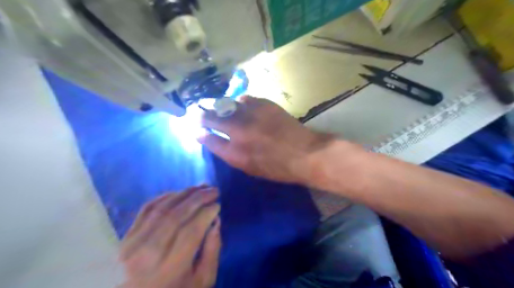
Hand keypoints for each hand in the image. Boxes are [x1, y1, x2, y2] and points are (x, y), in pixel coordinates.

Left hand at [121, 185, 222, 287]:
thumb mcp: (202, 282)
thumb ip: (212, 251)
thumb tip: (215, 221)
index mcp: (168, 271)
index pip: (190, 232)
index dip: (206, 214)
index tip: (218, 205)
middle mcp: (146, 255)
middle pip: (175, 217)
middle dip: (198, 198)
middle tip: (213, 190)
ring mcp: (132, 244)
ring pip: (161, 209)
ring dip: (184, 193)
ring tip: (201, 187)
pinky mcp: (126, 237)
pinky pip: (147, 208)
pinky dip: (165, 197)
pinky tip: (180, 193)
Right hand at [198, 96, 330, 182]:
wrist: (306, 154)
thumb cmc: (278, 168)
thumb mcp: (251, 169)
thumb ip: (231, 154)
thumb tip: (216, 141)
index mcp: (234, 154)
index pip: (207, 138)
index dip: (199, 132)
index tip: (197, 129)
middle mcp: (238, 132)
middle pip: (210, 117)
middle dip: (201, 115)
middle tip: (199, 113)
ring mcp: (251, 115)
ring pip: (225, 104)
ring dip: (220, 107)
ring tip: (220, 108)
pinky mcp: (263, 104)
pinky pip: (244, 99)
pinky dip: (239, 103)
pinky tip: (242, 107)